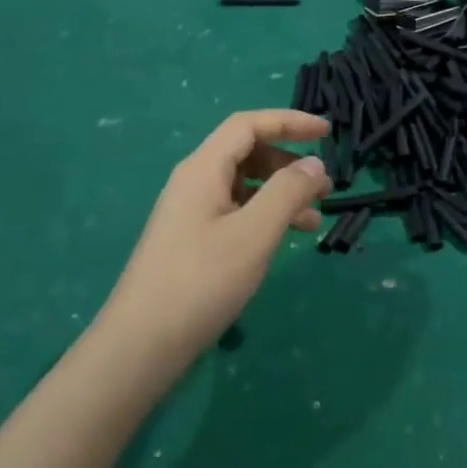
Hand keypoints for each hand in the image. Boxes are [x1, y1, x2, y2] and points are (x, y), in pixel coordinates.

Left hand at [101, 111, 331, 366]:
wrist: (140, 346)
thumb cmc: (201, 282)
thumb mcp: (254, 234)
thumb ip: (287, 192)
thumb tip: (315, 164)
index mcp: (203, 168)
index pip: (249, 125)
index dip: (289, 121)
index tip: (327, 132)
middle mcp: (194, 181)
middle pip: (246, 152)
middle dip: (288, 162)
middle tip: (324, 186)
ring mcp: (189, 212)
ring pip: (243, 185)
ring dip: (280, 193)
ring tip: (313, 220)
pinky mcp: (190, 241)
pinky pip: (234, 211)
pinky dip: (263, 216)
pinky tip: (282, 241)